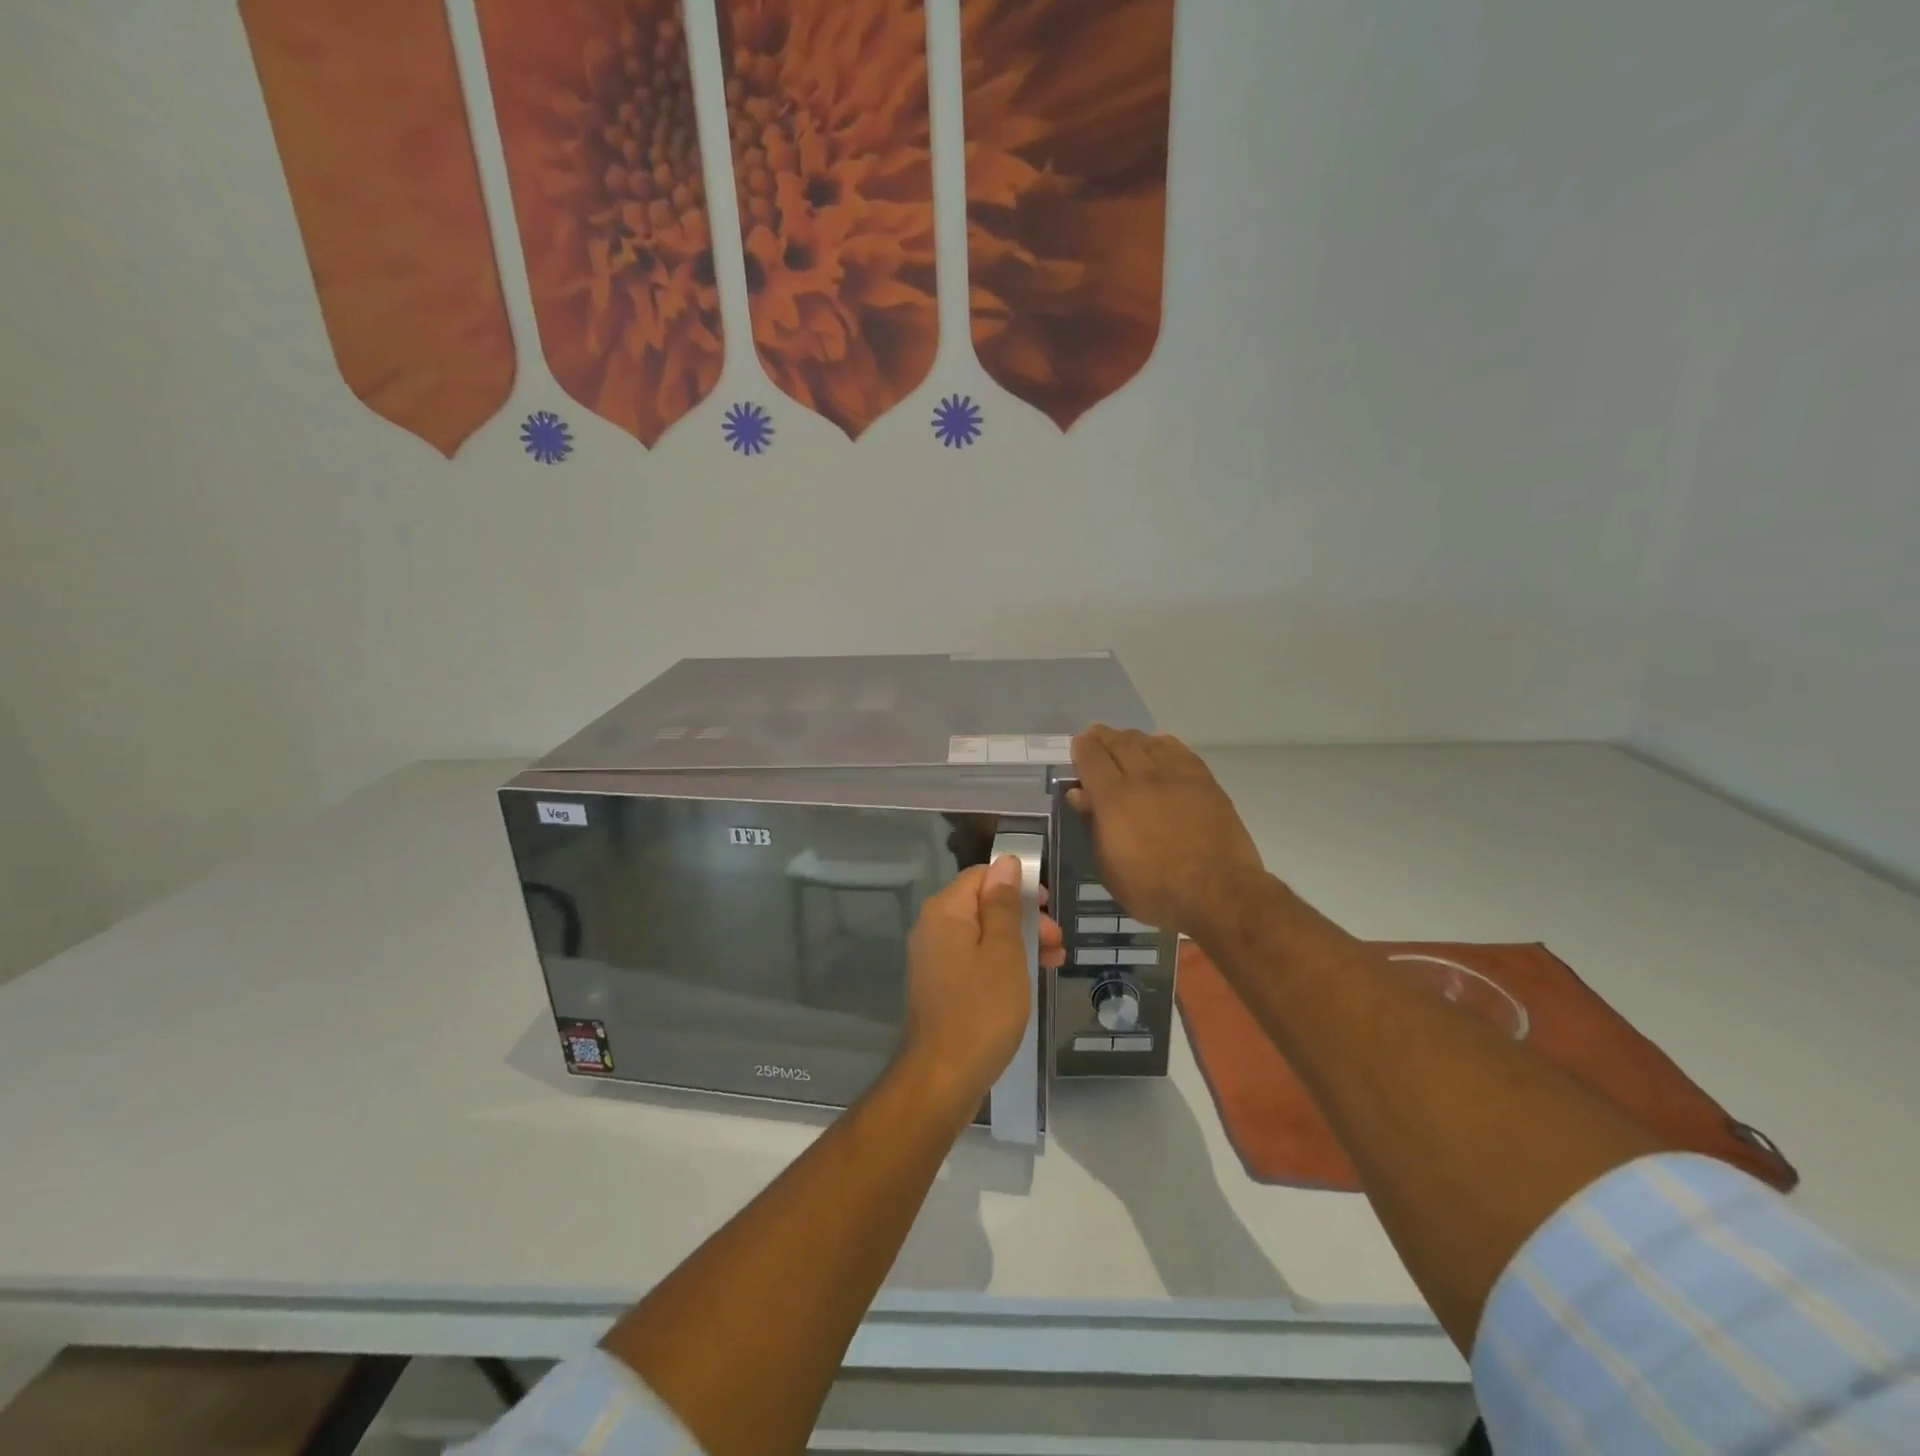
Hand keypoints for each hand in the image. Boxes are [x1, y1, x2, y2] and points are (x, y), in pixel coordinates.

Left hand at [900, 856, 1052, 1107]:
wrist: (943, 1077)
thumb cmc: (982, 1009)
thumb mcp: (1004, 952)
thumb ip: (1004, 904)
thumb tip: (1006, 863)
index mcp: (945, 911)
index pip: (982, 876)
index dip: (1017, 884)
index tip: (1048, 905)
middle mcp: (932, 928)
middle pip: (982, 905)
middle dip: (1023, 916)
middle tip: (1056, 939)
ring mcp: (933, 959)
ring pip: (981, 934)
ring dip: (1018, 941)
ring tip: (1054, 961)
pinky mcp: (939, 985)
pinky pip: (973, 959)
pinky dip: (1001, 963)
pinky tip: (1028, 979)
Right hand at [1068, 725, 1265, 934]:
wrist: (1217, 892)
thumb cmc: (1154, 889)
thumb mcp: (1109, 867)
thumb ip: (1093, 825)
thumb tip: (1080, 794)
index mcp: (1114, 799)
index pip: (1092, 758)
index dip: (1082, 748)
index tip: (1077, 746)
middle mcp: (1143, 777)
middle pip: (1119, 743)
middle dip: (1103, 737)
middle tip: (1095, 737)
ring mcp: (1177, 776)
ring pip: (1149, 742)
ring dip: (1132, 738)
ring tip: (1124, 741)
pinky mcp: (1204, 781)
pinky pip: (1179, 750)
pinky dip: (1163, 743)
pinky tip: (1159, 745)